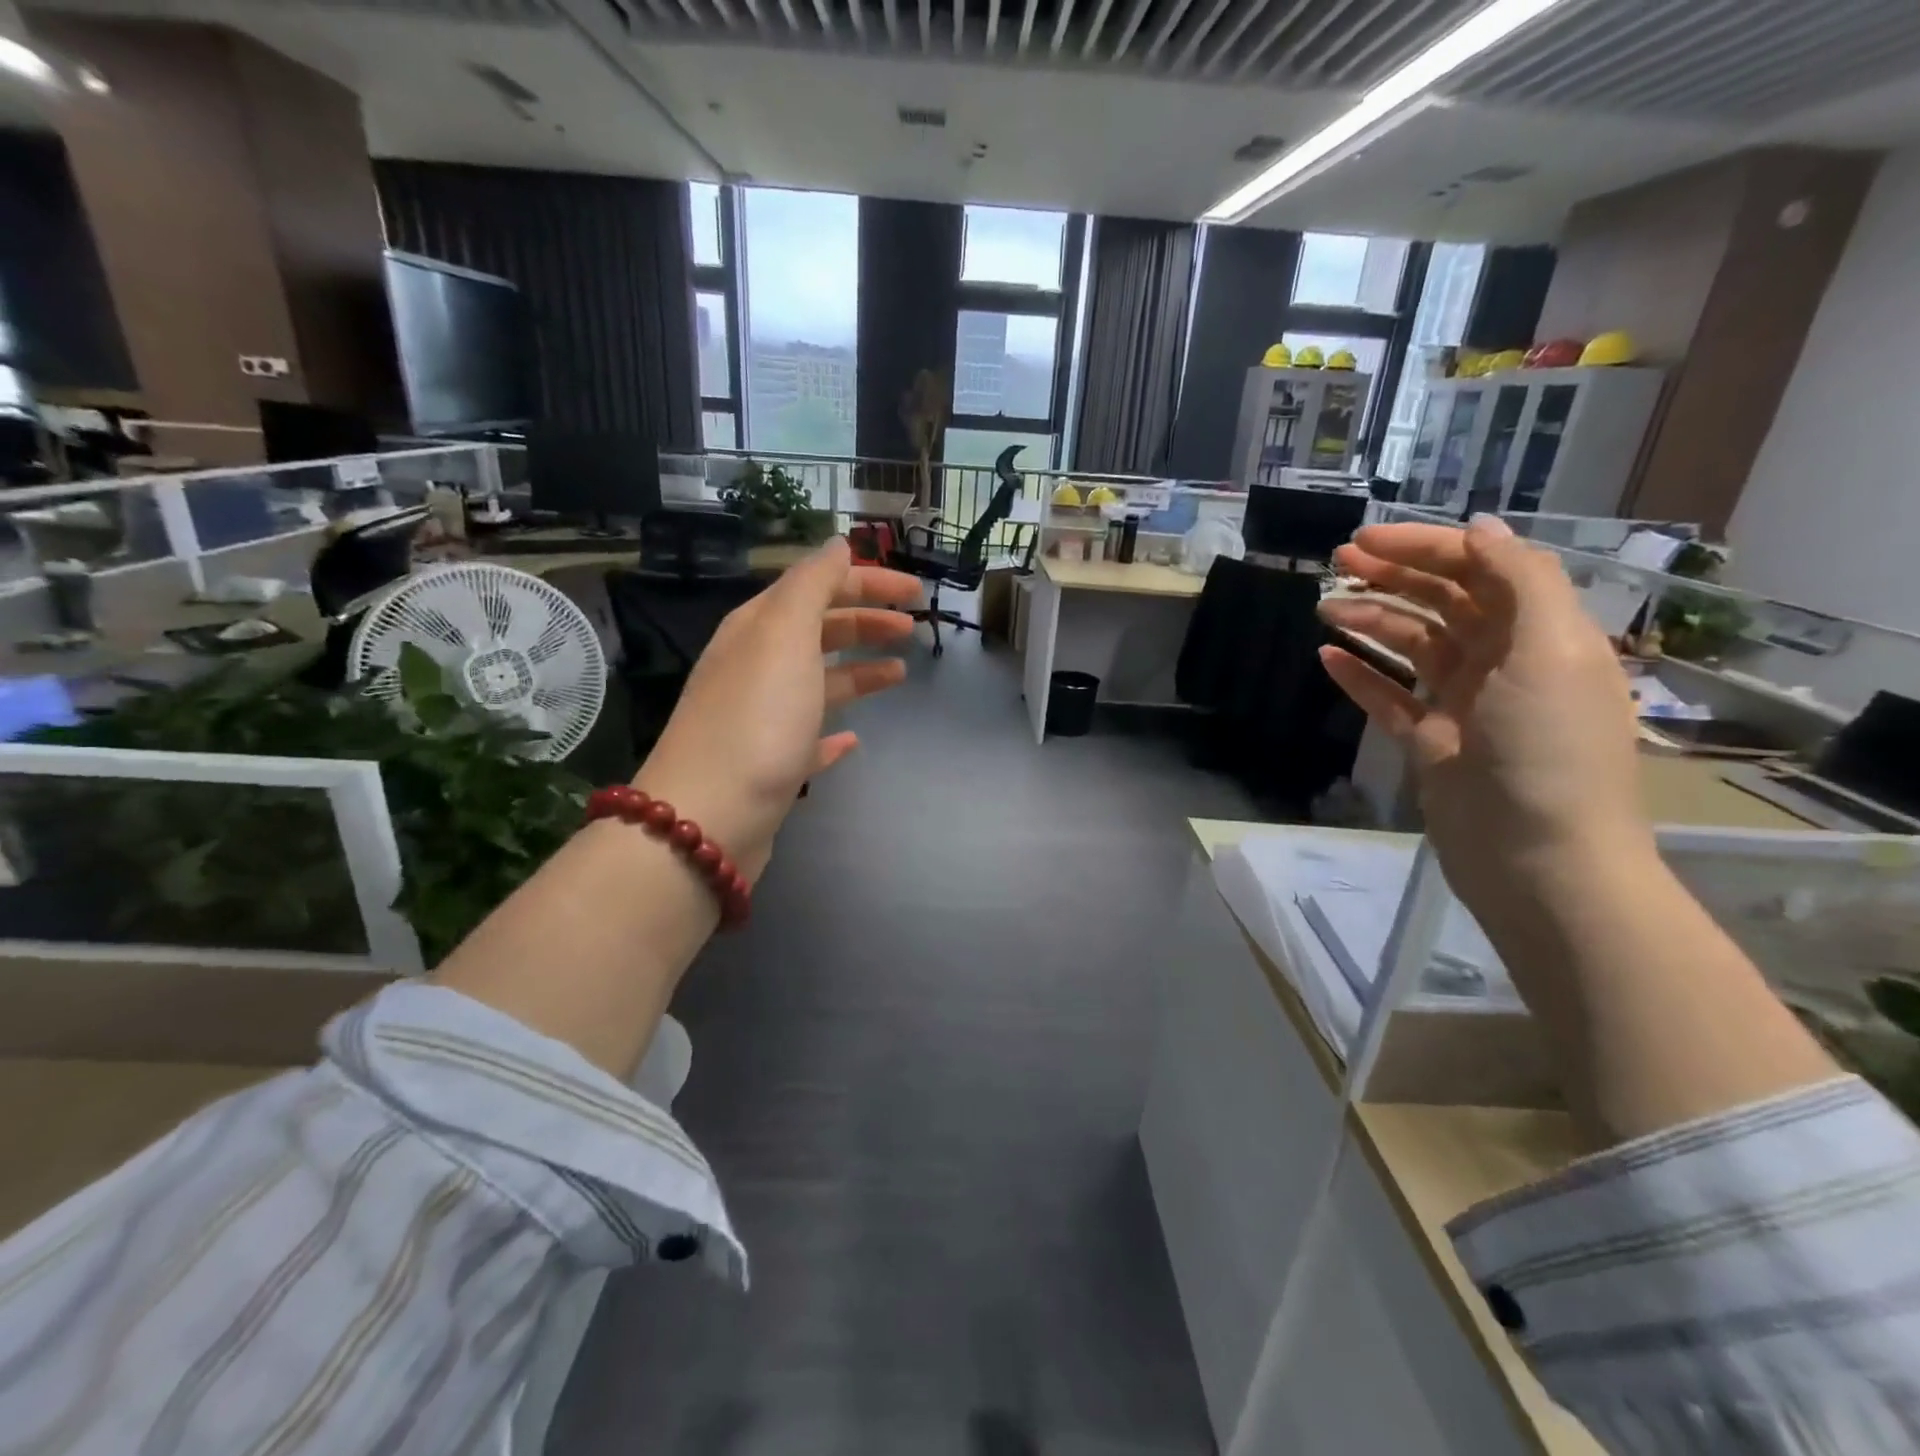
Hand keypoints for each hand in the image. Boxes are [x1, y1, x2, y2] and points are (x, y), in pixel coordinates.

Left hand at [635, 537, 919, 876]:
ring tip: (899, 673)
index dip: (867, 582)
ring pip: (818, 681)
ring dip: (858, 671)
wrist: (709, 816)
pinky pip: (809, 737)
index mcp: (758, 629)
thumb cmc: (757, 717)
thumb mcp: (785, 635)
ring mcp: (763, 718)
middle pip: (819, 631)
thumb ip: (812, 584)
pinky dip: (834, 731)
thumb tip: (838, 544)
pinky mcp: (772, 766)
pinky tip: (855, 738)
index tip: (916, 593)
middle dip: (865, 622)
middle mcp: (756, 666)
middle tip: (912, 628)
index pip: (818, 587)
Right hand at [1317, 516, 1653, 915]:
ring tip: (1324, 610)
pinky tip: (1327, 658)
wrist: (1537, 857)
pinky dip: (1360, 676)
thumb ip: (1520, 582)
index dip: (1427, 548)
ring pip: (1410, 646)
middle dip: (1392, 577)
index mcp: (1540, 634)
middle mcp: (1503, 661)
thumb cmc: (1549, 749)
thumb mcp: (1551, 652)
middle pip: (1442, 602)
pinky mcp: (1430, 742)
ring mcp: (1463, 704)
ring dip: (1370, 622)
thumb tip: (1479, 528)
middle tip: (1336, 564)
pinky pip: (1388, 698)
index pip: (1481, 570)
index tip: (1369, 540)